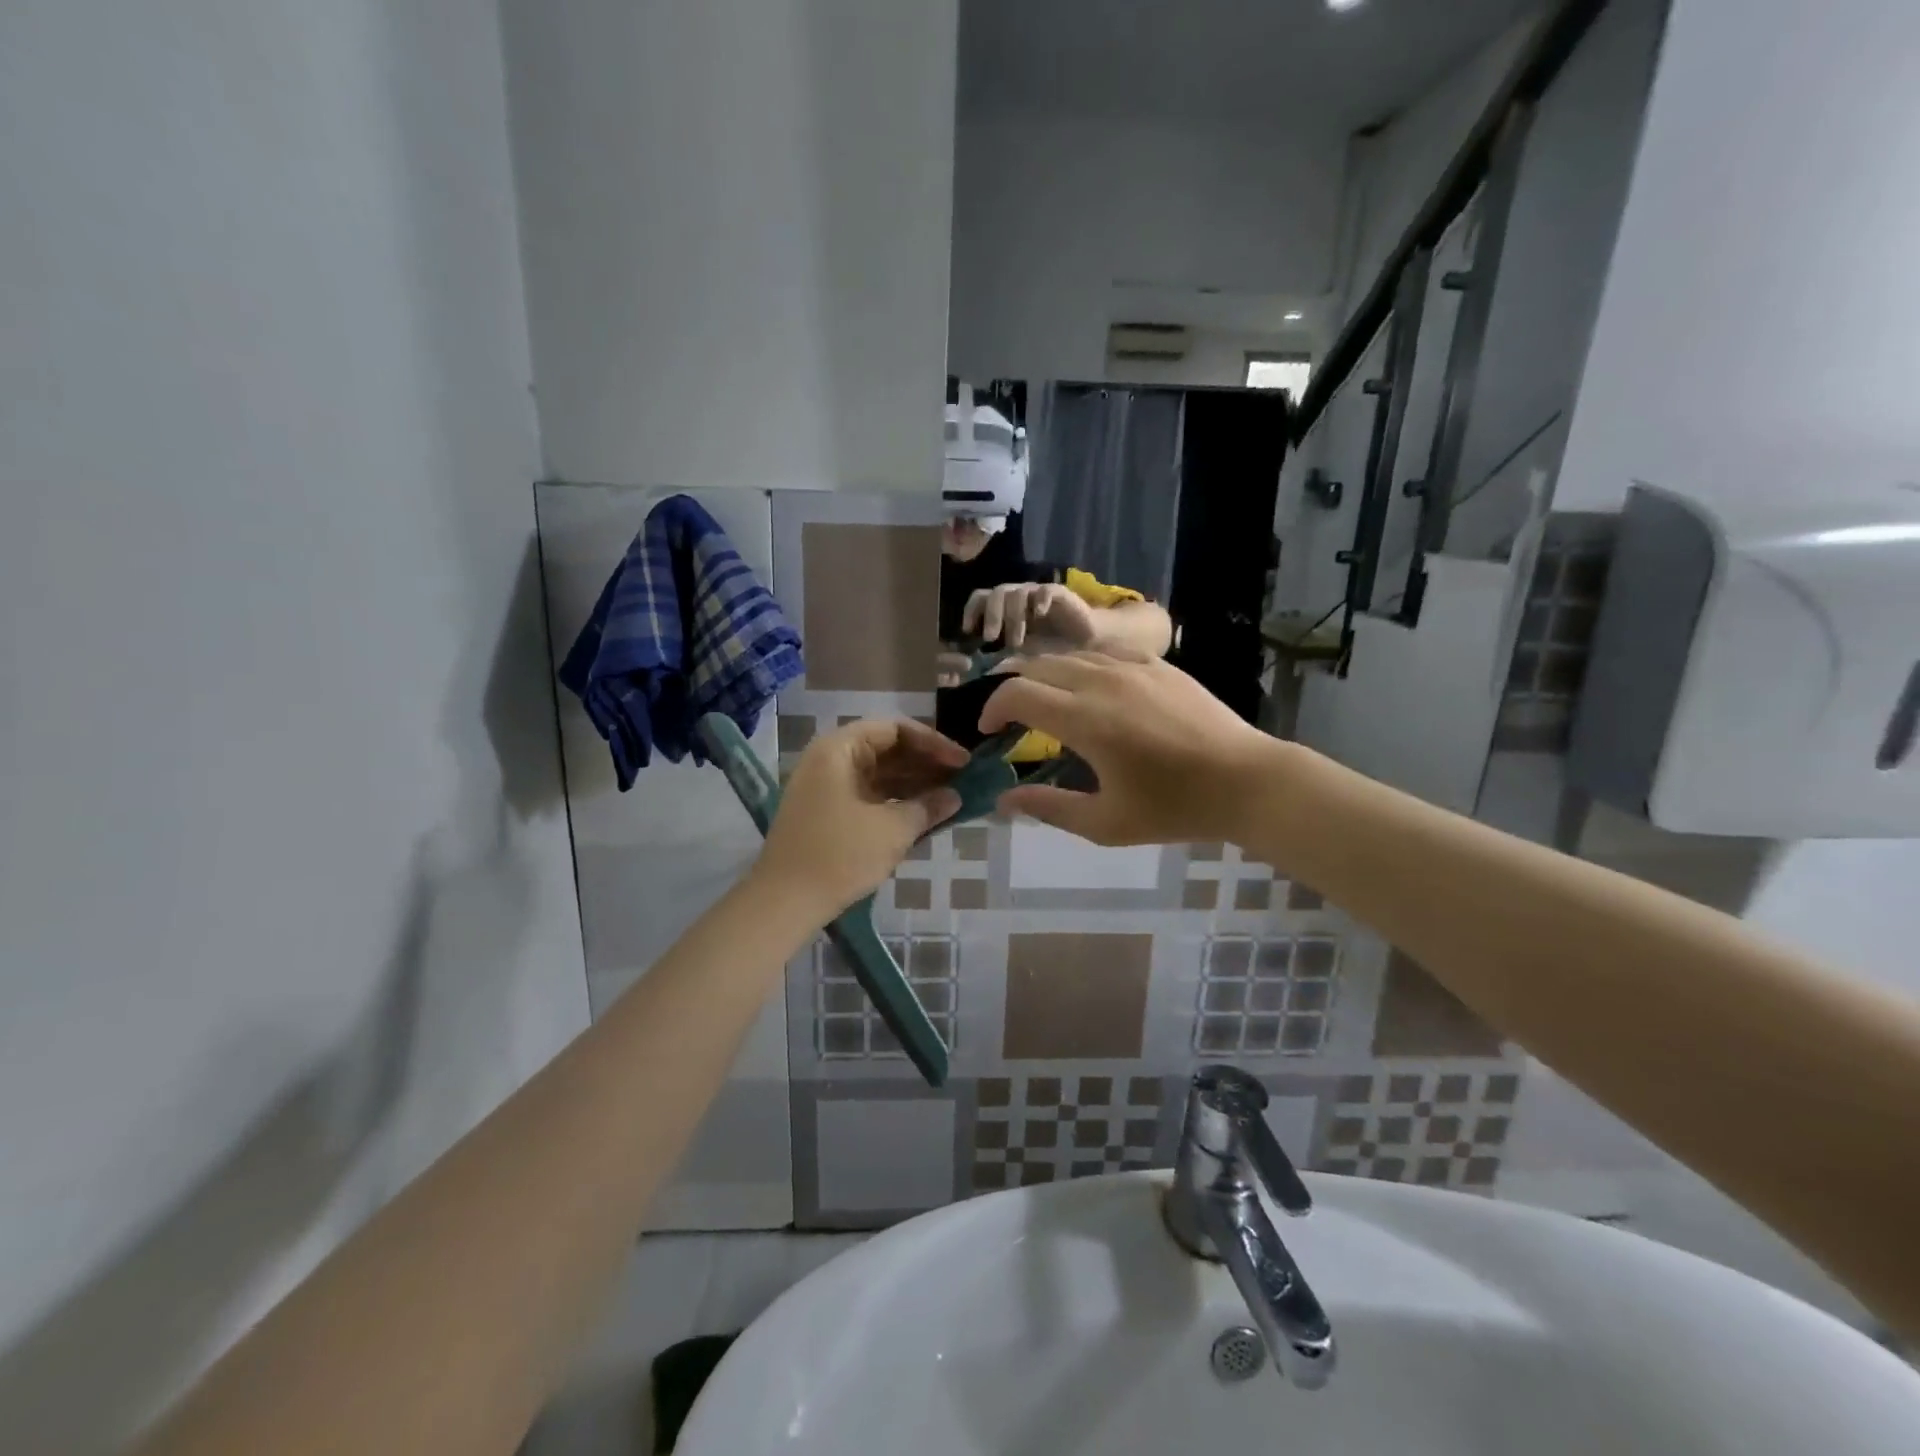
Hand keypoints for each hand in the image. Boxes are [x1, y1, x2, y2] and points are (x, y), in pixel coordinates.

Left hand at [755, 720, 965, 916]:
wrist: (784, 902)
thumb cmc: (840, 855)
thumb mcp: (892, 830)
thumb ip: (927, 807)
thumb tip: (955, 797)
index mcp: (839, 749)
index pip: (894, 729)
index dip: (932, 742)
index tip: (962, 762)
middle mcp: (830, 760)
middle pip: (886, 749)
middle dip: (926, 764)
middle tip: (962, 780)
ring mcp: (827, 787)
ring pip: (879, 775)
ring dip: (914, 784)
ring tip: (951, 798)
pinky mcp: (828, 813)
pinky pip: (869, 796)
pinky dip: (896, 802)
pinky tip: (924, 815)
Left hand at [962, 582, 1099, 648]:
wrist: (1084, 640)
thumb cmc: (1050, 647)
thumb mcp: (1021, 652)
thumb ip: (1001, 651)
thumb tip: (977, 664)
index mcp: (1005, 606)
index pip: (981, 598)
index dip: (972, 611)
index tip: (968, 631)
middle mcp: (1018, 596)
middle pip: (997, 593)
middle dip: (991, 616)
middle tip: (990, 638)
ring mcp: (1037, 593)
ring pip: (1018, 593)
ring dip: (1014, 618)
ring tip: (1016, 643)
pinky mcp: (1059, 593)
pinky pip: (1046, 591)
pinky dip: (1041, 600)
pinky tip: (1039, 614)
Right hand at [979, 651, 1286, 845]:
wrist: (1246, 781)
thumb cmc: (1174, 809)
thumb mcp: (1106, 824)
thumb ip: (1049, 809)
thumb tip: (1003, 799)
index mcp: (1085, 720)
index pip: (1017, 694)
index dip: (992, 708)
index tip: (988, 732)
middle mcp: (1102, 681)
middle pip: (1037, 666)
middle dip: (1011, 687)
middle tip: (1007, 716)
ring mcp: (1132, 666)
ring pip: (1069, 655)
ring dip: (1044, 674)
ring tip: (1041, 698)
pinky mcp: (1157, 664)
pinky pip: (1103, 652)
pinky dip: (1080, 664)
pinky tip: (1086, 684)